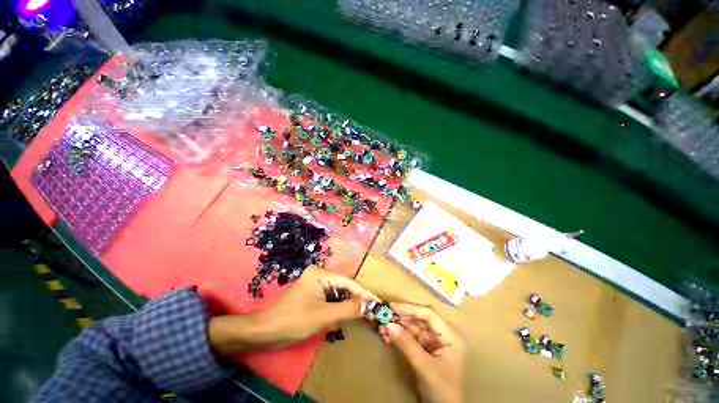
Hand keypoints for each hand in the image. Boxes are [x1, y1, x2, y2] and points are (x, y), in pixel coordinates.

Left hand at [209, 266, 378, 354]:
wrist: (264, 331)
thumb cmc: (293, 320)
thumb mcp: (323, 316)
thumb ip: (348, 310)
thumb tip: (369, 305)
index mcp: (321, 274)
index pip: (348, 282)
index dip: (364, 293)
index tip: (378, 303)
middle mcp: (319, 275)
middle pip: (344, 287)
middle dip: (356, 301)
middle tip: (372, 311)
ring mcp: (315, 284)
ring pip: (338, 294)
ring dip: (347, 306)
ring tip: (360, 316)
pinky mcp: (313, 294)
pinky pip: (330, 299)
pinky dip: (337, 309)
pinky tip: (341, 318)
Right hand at [380, 303, 463, 402]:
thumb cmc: (441, 389)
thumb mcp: (424, 367)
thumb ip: (407, 345)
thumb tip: (388, 325)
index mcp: (450, 335)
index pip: (429, 314)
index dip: (410, 309)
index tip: (393, 307)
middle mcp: (443, 334)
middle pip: (421, 319)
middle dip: (403, 317)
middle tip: (386, 315)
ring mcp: (435, 341)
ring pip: (415, 327)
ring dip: (400, 326)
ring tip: (384, 326)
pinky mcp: (427, 348)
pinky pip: (412, 336)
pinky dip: (401, 335)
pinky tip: (389, 336)